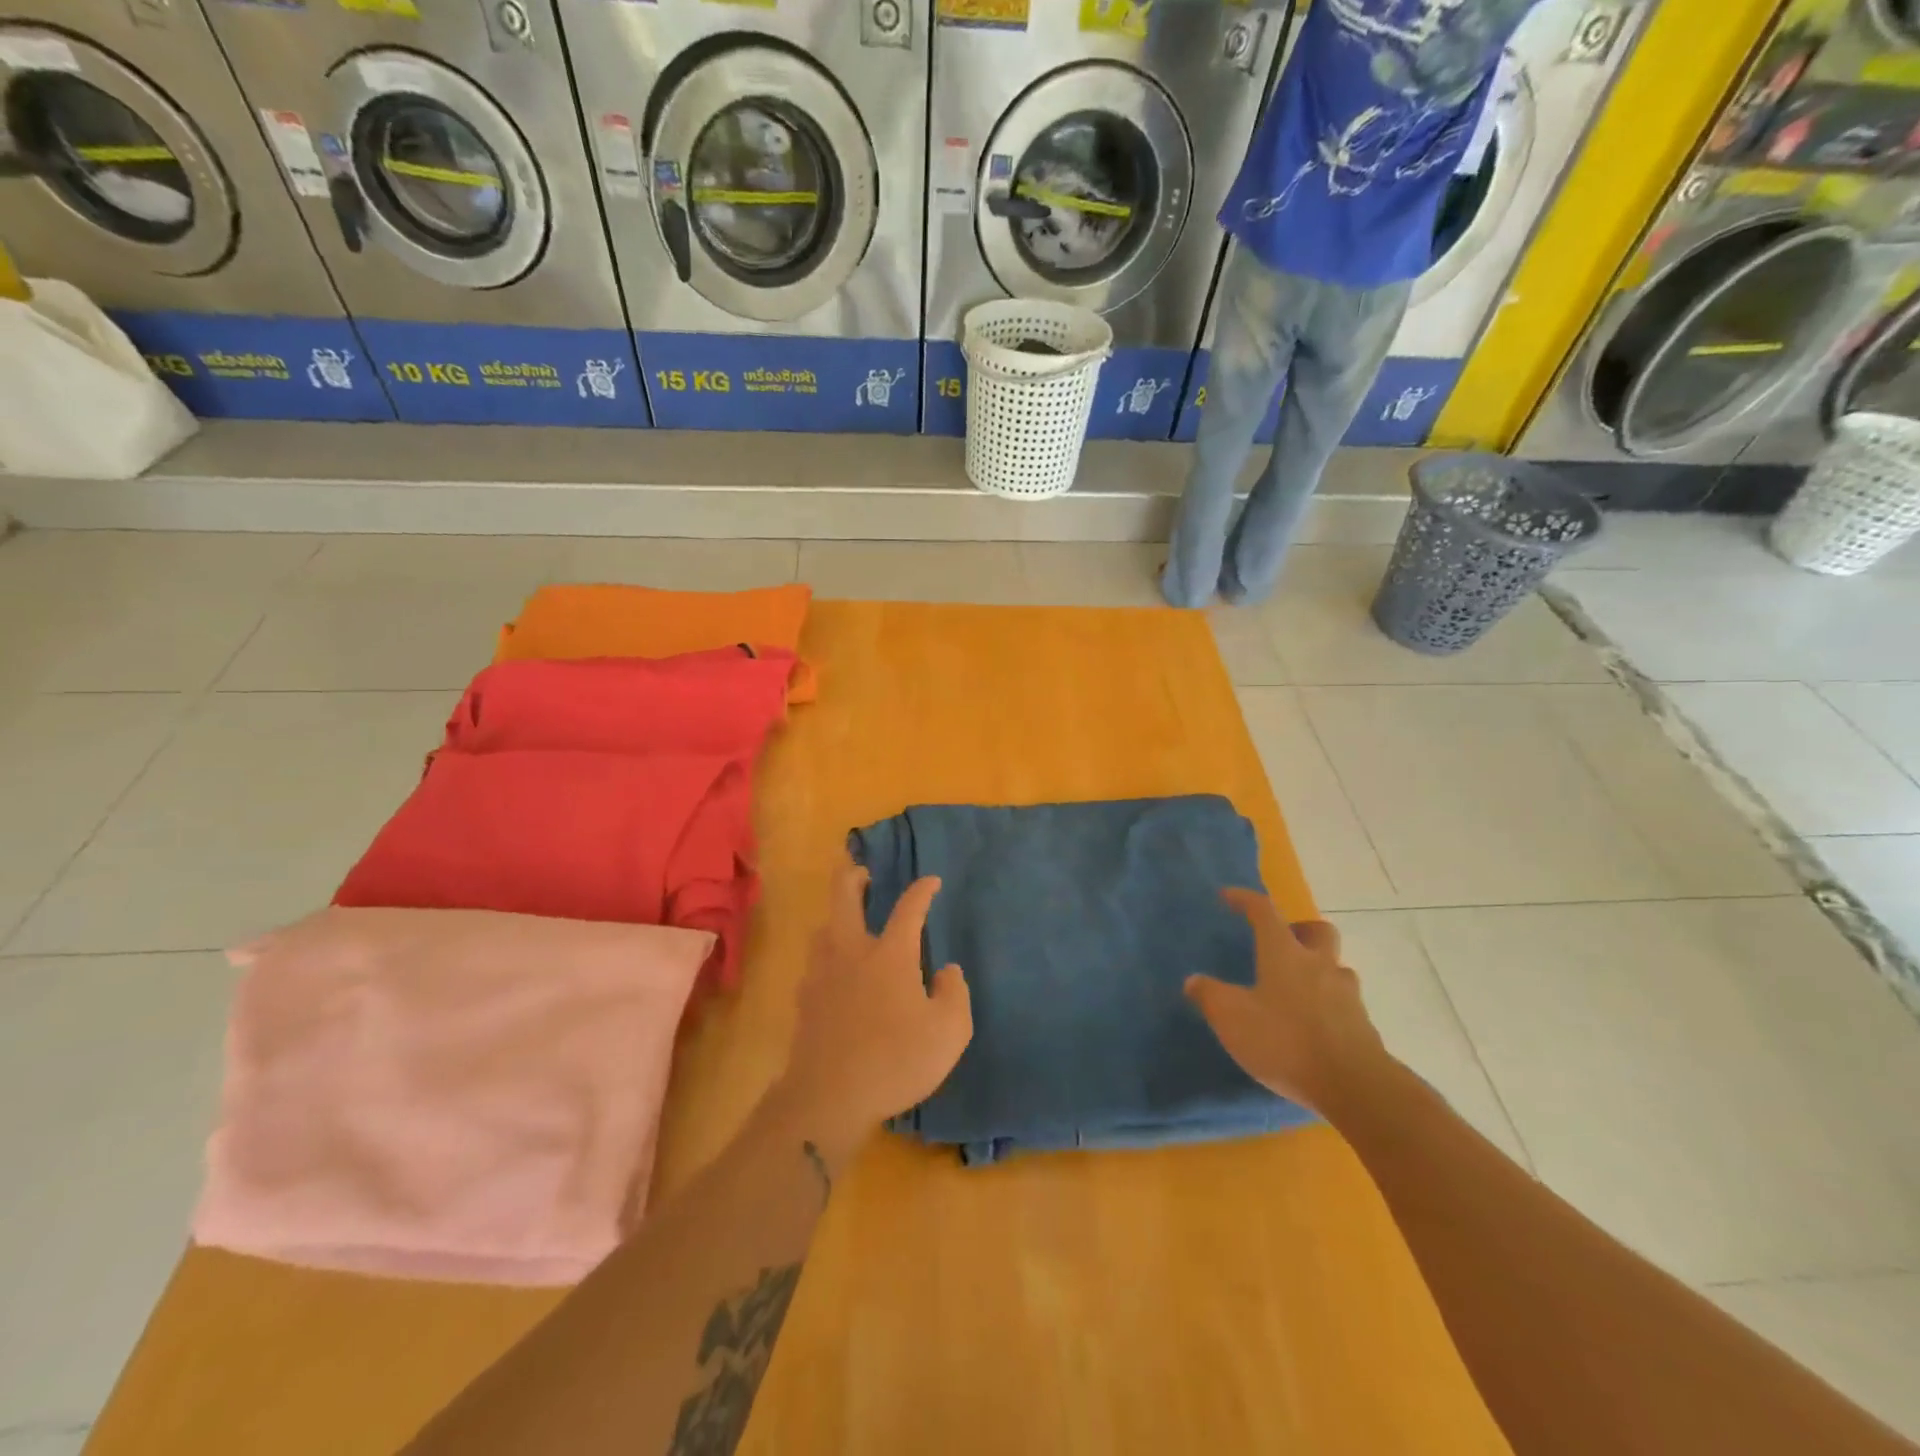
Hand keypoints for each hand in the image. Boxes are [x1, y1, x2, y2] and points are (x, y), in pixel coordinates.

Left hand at [779, 857, 972, 1157]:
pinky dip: (827, 956)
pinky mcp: (805, 1001)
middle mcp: (852, 952)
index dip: (922, 890)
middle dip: (852, 877)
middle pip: (843, 898)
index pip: (908, 909)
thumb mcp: (949, 1032)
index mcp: (890, 954)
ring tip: (849, 924)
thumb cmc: (896, 1060)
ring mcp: (822, 975)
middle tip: (861, 871)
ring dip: (836, 917)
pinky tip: (835, 974)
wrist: (828, 1098)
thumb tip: (948, 970)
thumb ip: (954, 994)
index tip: (931, 882)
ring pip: (823, 929)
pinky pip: (815, 964)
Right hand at [1184, 889, 1391, 1114]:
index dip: (1245, 899)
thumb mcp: (1231, 1018)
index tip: (1228, 897)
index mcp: (1285, 953)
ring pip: (1335, 967)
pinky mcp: (1363, 1026)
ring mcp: (1346, 994)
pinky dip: (1328, 1005)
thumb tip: (1194, 981)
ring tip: (1297, 990)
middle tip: (1281, 943)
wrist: (1354, 1086)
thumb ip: (1209, 995)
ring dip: (1318, 970)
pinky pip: (1344, 1003)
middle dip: (1299, 929)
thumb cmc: (1285, 1041)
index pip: (1264, 911)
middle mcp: (1319, 964)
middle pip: (1317, 931)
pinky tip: (1312, 1026)